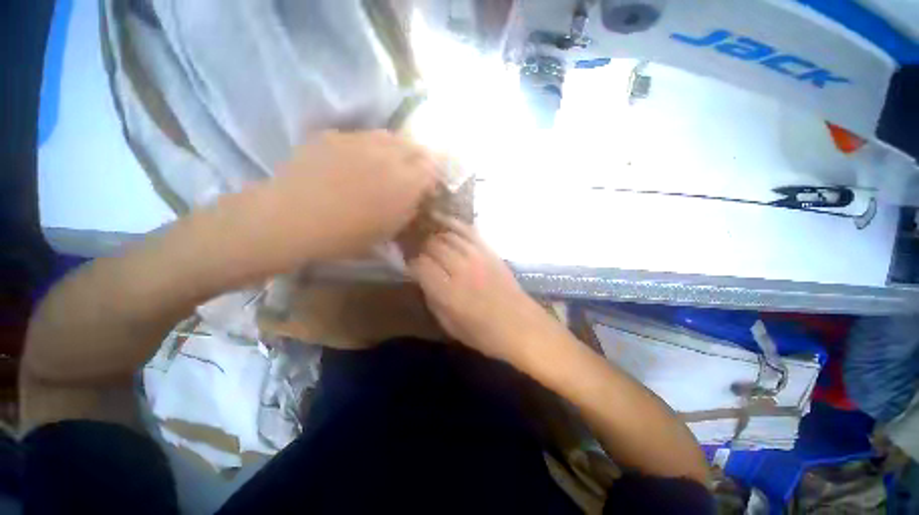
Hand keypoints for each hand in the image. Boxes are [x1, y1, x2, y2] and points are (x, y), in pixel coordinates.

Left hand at [271, 130, 437, 258]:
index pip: (433, 168)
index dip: (432, 177)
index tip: (426, 188)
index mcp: (406, 181)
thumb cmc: (348, 235)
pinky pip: (361, 136)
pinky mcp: (334, 135)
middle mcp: (388, 154)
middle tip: (409, 175)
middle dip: (418, 160)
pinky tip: (355, 161)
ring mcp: (360, 140)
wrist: (293, 219)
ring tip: (385, 164)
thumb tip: (415, 196)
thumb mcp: (390, 230)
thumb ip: (409, 208)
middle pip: (415, 147)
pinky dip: (367, 147)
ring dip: (395, 150)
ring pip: (389, 136)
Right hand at [409, 217, 562, 364]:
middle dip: (421, 247)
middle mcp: (460, 269)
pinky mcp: (489, 251)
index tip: (410, 265)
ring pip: (448, 236)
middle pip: (432, 246)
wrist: (520, 325)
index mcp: (447, 292)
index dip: (412, 263)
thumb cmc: (483, 333)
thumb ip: (432, 299)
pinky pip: (468, 231)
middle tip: (418, 251)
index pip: (420, 265)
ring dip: (435, 235)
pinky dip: (454, 224)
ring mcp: (477, 256)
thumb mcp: (449, 325)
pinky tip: (444, 221)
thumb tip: (423, 279)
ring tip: (428, 237)